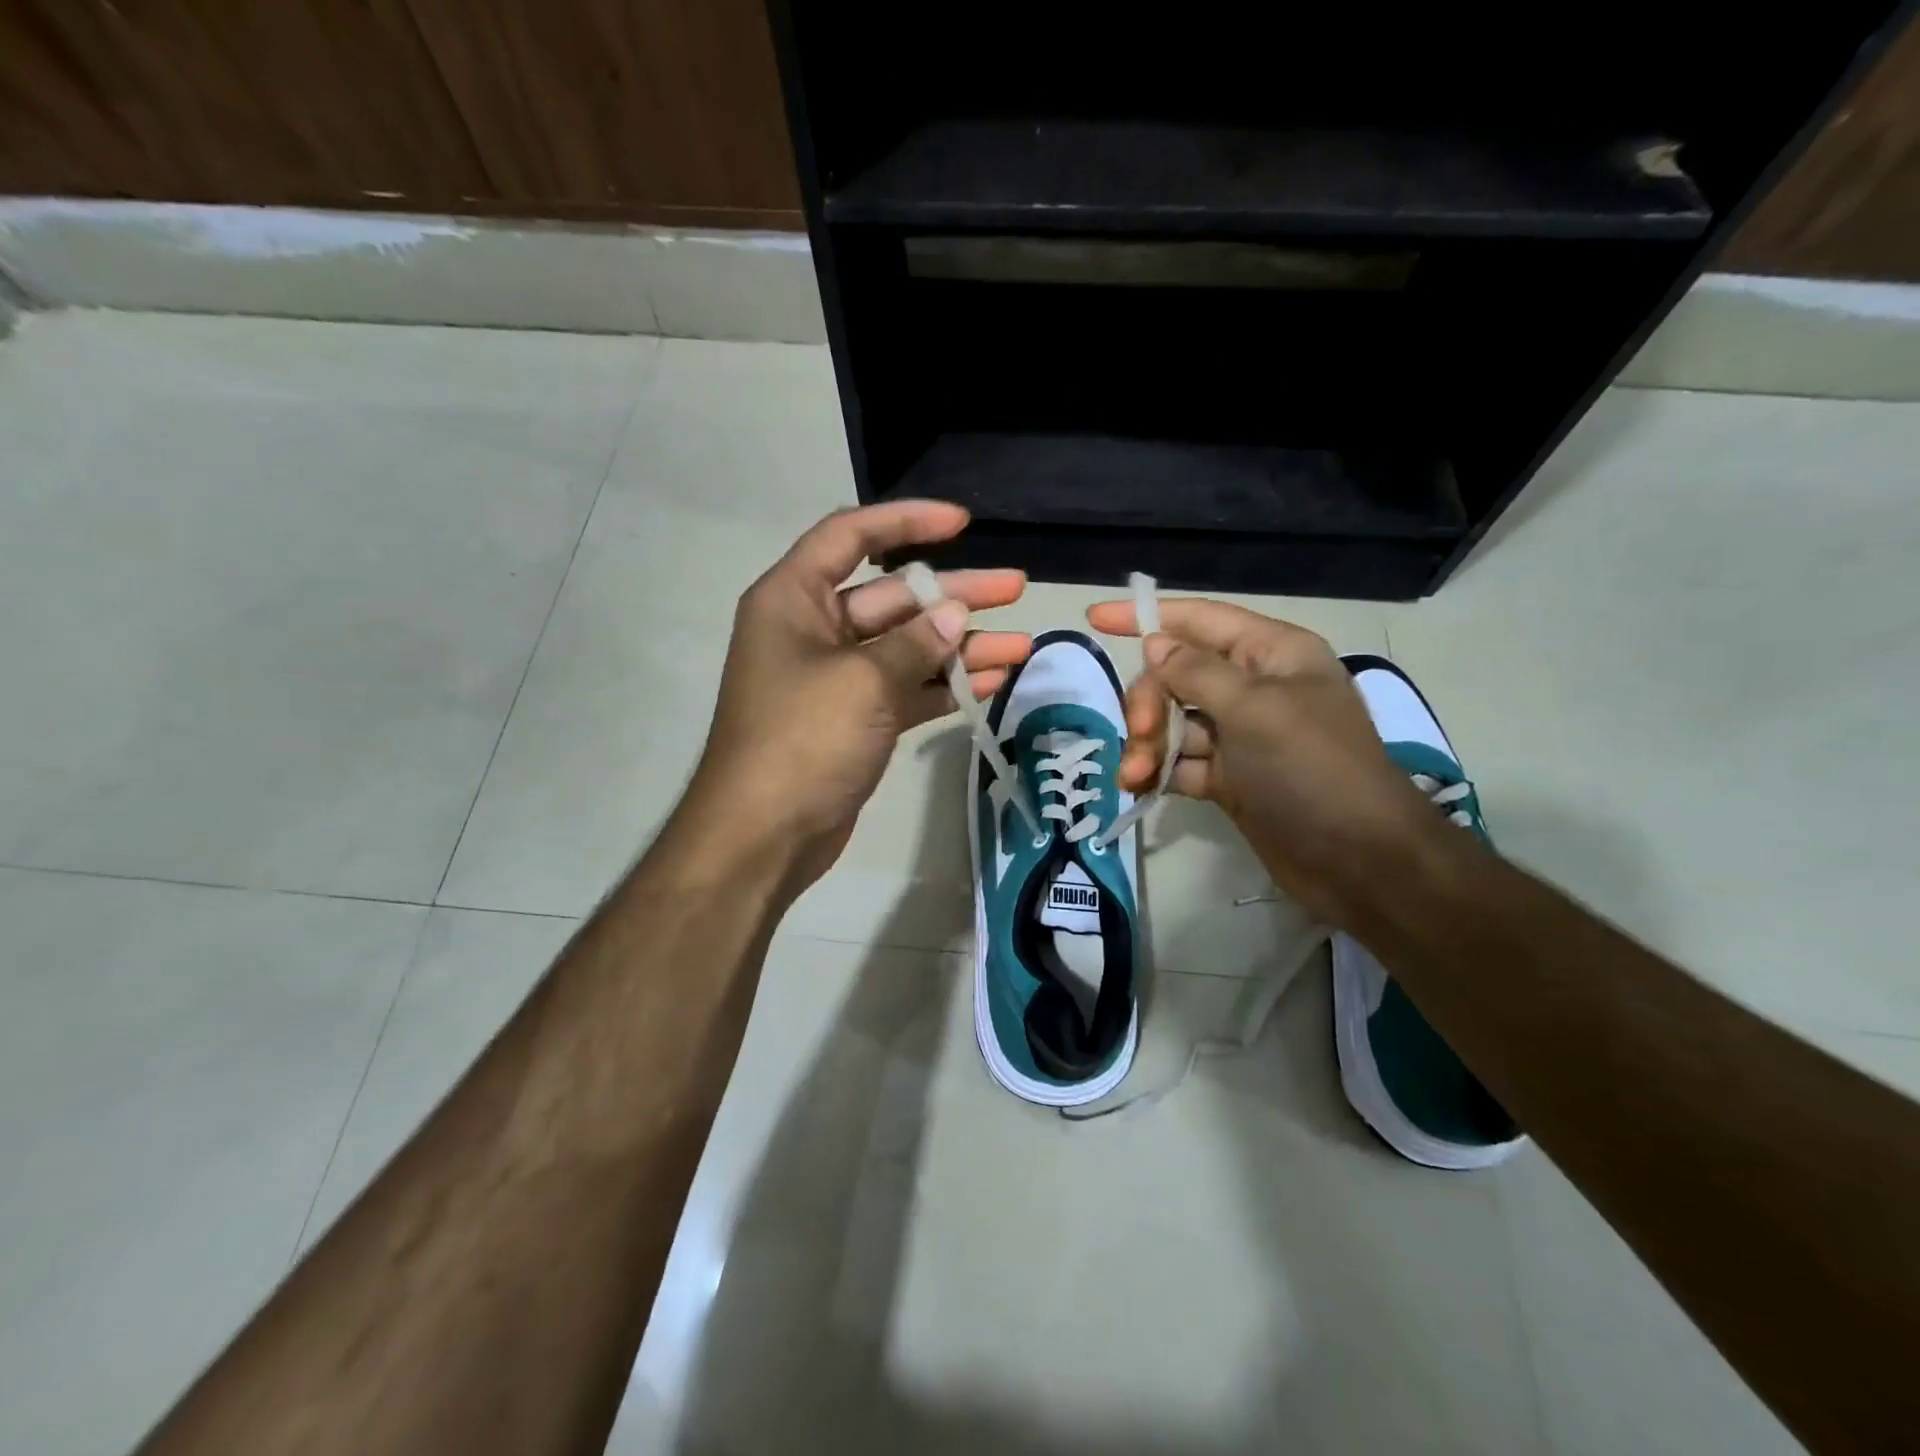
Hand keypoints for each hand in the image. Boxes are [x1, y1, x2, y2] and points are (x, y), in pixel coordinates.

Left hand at [684, 500, 1029, 893]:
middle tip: (1016, 588)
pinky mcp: (857, 719)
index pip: (850, 537)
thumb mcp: (862, 682)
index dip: (906, 520)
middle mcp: (814, 630)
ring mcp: (838, 678)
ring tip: (1022, 644)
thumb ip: (914, 643)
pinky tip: (993, 682)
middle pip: (893, 597)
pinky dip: (945, 685)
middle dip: (956, 595)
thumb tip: (956, 616)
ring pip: (908, 646)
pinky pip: (908, 688)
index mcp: (793, 599)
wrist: (764, 836)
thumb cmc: (801, 741)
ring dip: (962, 646)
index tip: (962, 522)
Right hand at [1085, 597, 1440, 927]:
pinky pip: (1180, 762)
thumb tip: (1156, 644)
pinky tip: (1140, 787)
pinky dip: (1158, 772)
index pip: (1199, 620)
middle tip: (1139, 733)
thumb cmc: (1312, 769)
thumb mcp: (1254, 709)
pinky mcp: (1229, 777)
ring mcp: (1240, 735)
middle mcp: (1254, 687)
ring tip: (1135, 776)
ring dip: (1147, 744)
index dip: (1146, 616)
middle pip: (1177, 675)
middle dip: (1149, 701)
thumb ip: (1197, 672)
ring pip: (1173, 722)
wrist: (1359, 861)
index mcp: (1271, 654)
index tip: (1095, 618)